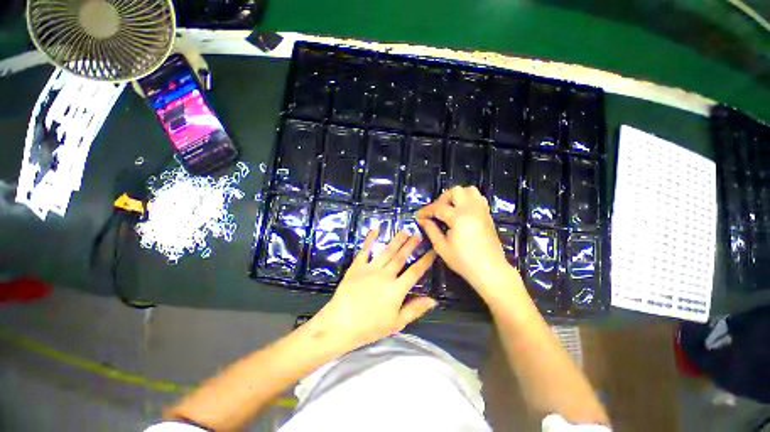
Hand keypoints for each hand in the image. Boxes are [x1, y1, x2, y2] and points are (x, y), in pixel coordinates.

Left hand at [309, 229, 436, 350]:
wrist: (340, 324)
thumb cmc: (370, 327)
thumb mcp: (396, 323)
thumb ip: (415, 310)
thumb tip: (433, 300)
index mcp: (396, 289)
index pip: (415, 271)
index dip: (426, 261)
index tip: (433, 250)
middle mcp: (385, 274)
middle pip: (401, 257)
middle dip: (411, 245)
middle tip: (419, 234)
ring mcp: (370, 268)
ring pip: (387, 251)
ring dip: (397, 240)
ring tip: (404, 230)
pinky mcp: (357, 266)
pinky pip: (365, 249)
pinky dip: (370, 238)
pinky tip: (376, 229)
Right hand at [416, 186, 519, 296]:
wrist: (490, 270)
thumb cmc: (463, 261)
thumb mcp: (442, 247)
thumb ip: (431, 230)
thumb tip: (422, 220)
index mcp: (459, 217)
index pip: (438, 208)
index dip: (426, 211)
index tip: (418, 216)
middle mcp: (471, 209)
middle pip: (455, 191)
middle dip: (442, 199)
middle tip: (436, 212)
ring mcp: (481, 211)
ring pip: (469, 190)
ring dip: (457, 196)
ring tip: (450, 209)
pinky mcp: (487, 215)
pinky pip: (478, 198)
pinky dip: (468, 200)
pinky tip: (462, 212)